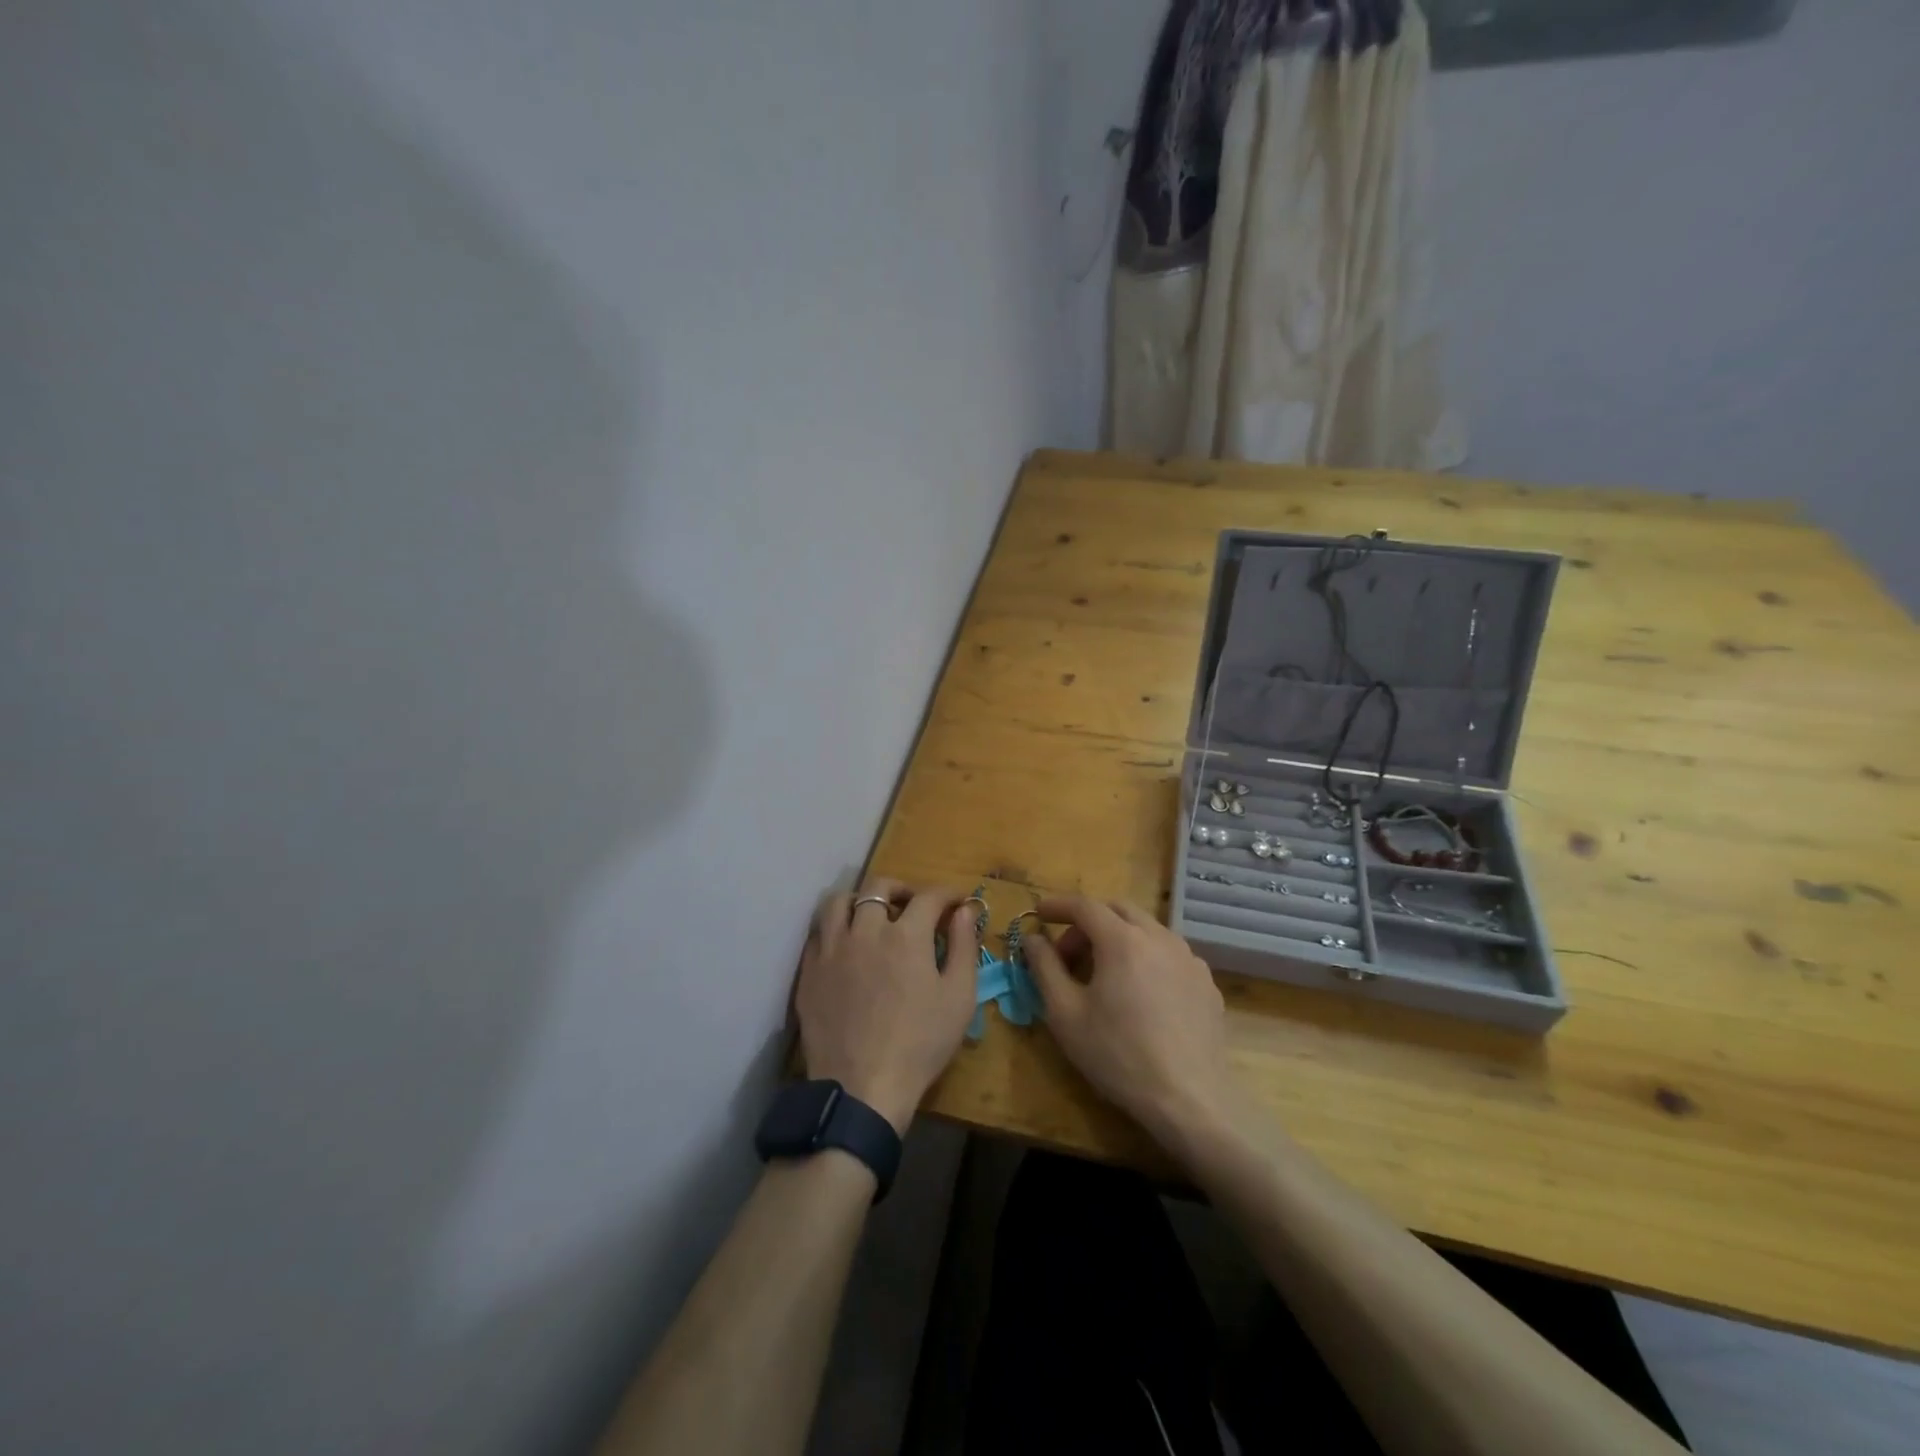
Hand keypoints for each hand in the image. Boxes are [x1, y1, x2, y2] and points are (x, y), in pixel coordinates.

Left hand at [795, 880, 981, 1134]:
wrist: (862, 1088)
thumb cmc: (920, 1044)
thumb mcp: (959, 998)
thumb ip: (964, 947)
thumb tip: (965, 911)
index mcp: (905, 935)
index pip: (929, 897)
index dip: (947, 894)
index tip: (957, 902)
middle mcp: (865, 930)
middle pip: (878, 887)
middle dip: (901, 888)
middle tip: (913, 905)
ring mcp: (831, 949)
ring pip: (839, 902)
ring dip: (860, 900)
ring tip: (872, 917)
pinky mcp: (809, 970)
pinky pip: (818, 932)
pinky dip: (836, 927)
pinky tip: (847, 945)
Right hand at [1022, 895, 1239, 1146]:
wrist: (1189, 1100)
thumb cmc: (1117, 1055)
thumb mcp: (1065, 1014)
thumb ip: (1044, 967)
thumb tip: (1033, 938)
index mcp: (1122, 940)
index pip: (1085, 906)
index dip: (1058, 905)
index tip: (1039, 913)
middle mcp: (1159, 938)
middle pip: (1118, 910)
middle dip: (1088, 921)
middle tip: (1069, 953)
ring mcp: (1189, 959)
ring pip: (1147, 930)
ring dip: (1119, 937)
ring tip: (1104, 974)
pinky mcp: (1206, 983)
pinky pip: (1169, 954)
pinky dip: (1145, 958)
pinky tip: (1139, 994)